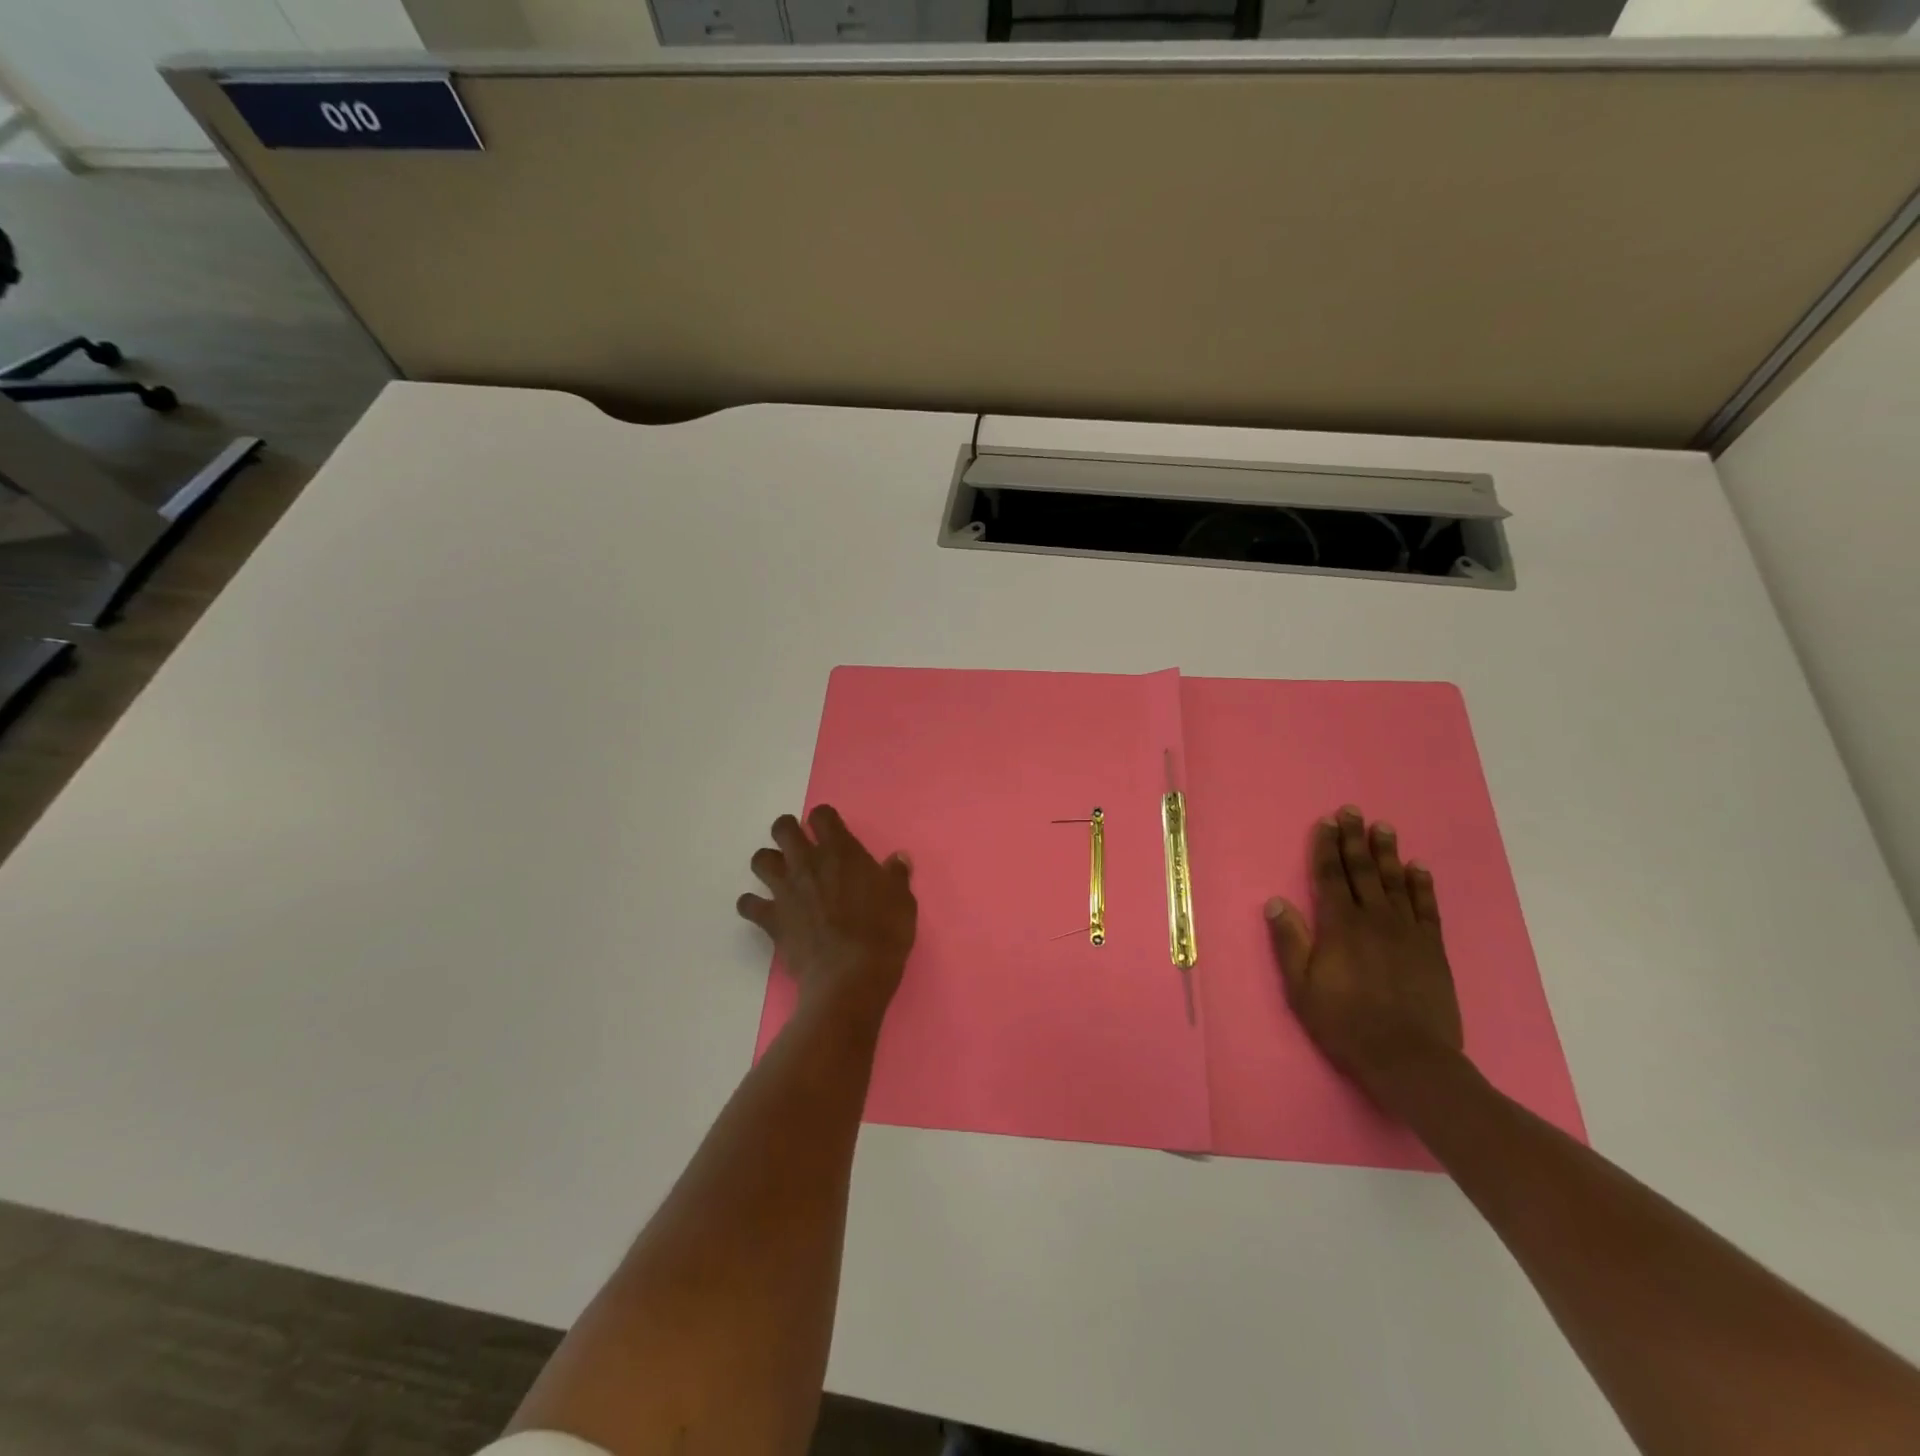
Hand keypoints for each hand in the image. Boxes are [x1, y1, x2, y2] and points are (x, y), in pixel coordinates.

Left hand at [737, 805, 916, 1027]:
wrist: (851, 975)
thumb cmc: (884, 932)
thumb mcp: (902, 901)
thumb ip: (896, 875)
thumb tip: (898, 858)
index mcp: (842, 851)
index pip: (822, 815)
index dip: (824, 819)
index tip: (830, 831)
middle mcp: (808, 862)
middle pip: (783, 829)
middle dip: (788, 831)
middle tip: (799, 846)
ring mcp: (785, 890)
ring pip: (760, 860)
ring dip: (768, 863)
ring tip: (781, 875)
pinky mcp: (771, 918)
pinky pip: (748, 904)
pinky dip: (753, 905)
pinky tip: (764, 911)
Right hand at [1265, 806, 1463, 1108]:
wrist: (1408, 1058)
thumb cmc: (1345, 1024)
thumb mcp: (1301, 988)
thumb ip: (1290, 942)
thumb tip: (1276, 901)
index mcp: (1339, 927)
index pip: (1330, 877)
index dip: (1326, 848)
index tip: (1326, 823)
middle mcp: (1374, 920)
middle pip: (1362, 871)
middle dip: (1355, 839)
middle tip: (1353, 811)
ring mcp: (1407, 932)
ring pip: (1395, 882)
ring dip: (1387, 853)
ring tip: (1383, 827)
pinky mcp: (1432, 949)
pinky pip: (1427, 908)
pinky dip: (1422, 885)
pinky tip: (1418, 867)